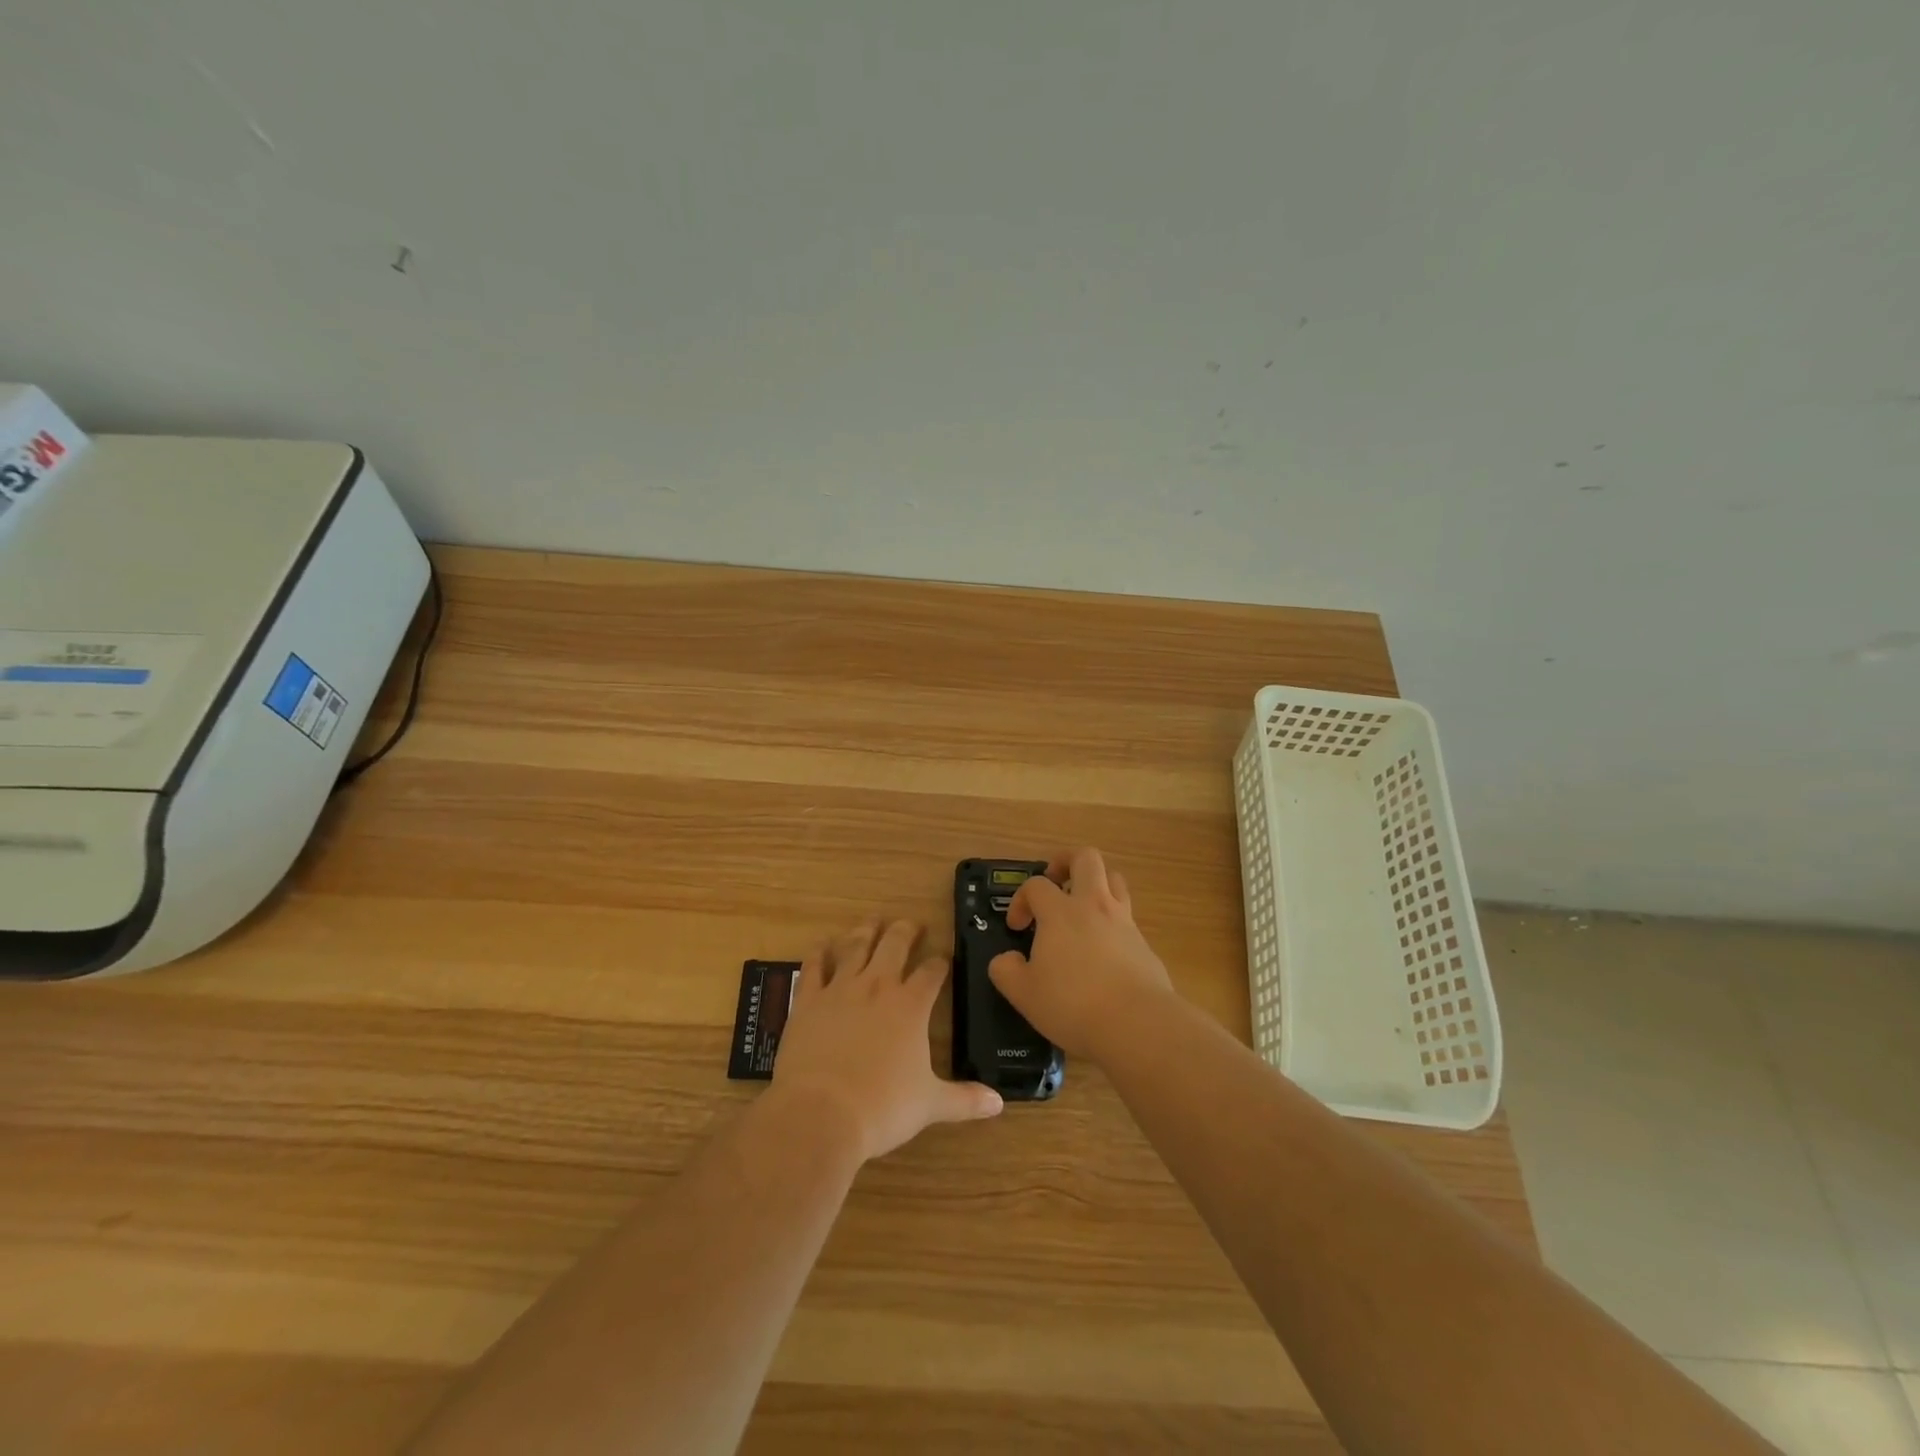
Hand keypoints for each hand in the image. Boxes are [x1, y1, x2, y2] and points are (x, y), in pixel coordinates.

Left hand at [772, 918, 1002, 1162]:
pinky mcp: (808, 1000)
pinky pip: (813, 967)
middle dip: (906, 931)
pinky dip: (818, 952)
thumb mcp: (930, 1104)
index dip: (940, 963)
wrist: (820, 1113)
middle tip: (912, 924)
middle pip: (895, 945)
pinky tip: (822, 944)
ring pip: (856, 947)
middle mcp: (878, 986)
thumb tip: (998, 1103)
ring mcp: (840, 989)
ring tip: (872, 921)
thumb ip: (964, 1099)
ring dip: (866, 931)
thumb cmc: (882, 1108)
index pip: (932, 972)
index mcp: (911, 1005)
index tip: (944, 958)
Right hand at [988, 847, 1177, 1061]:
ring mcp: (1124, 921)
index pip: (1036, 884)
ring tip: (1081, 905)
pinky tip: (1103, 948)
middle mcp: (1094, 906)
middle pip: (1086, 858)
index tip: (1017, 927)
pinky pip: (1127, 916)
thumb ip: (1006, 971)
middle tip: (1054, 881)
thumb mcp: (1024, 993)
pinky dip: (1112, 920)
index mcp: (1060, 912)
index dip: (1021, 899)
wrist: (1138, 1024)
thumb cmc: (1073, 1004)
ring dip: (1096, 883)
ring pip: (1114, 879)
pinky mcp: (1144, 943)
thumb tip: (1005, 960)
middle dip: (1066, 861)